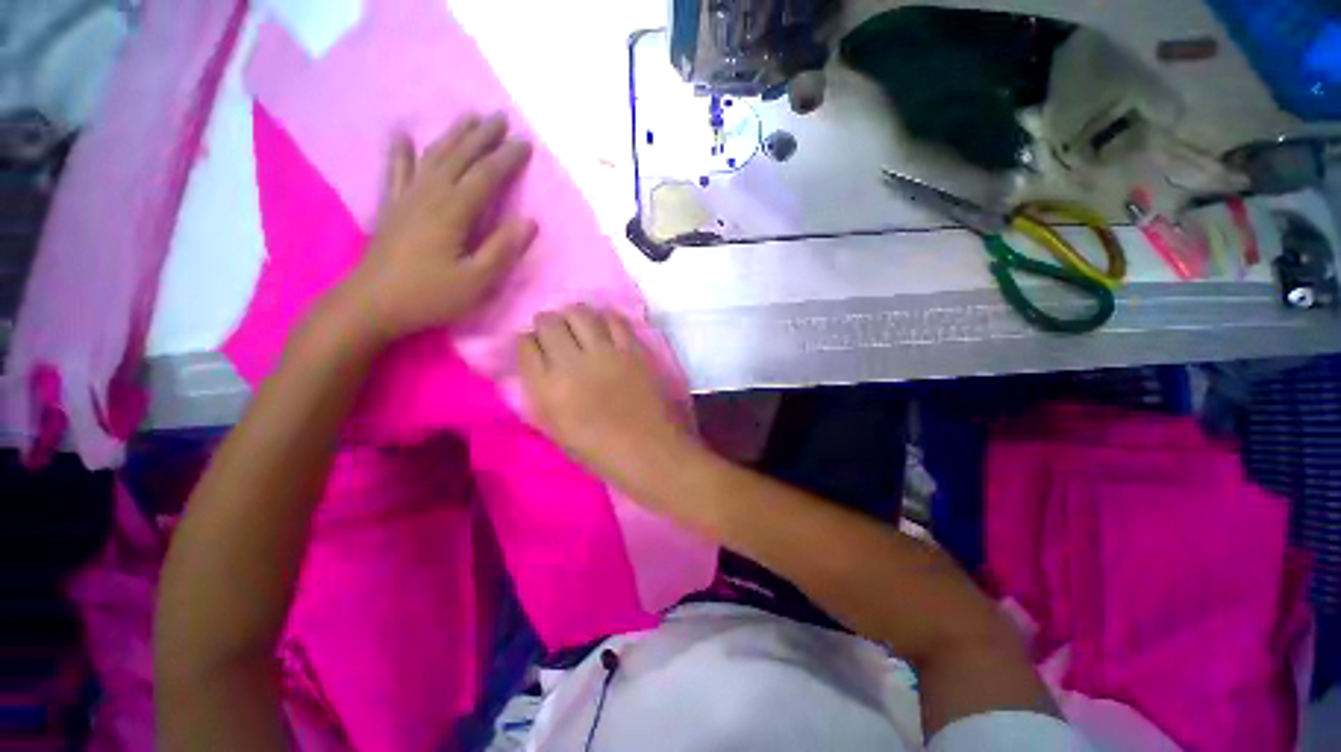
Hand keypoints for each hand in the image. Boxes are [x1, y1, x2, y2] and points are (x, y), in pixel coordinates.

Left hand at [336, 112, 536, 344]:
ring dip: (453, 135)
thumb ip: (503, 249)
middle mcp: (429, 194)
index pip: (486, 176)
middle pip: (459, 157)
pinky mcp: (392, 206)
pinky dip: (401, 150)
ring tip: (469, 118)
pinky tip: (403, 134)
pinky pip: (397, 170)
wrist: (372, 304)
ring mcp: (407, 197)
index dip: (507, 158)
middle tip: (501, 118)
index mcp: (453, 212)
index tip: (525, 144)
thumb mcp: (477, 281)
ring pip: (433, 156)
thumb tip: (530, 221)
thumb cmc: (430, 295)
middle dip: (482, 136)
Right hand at [518, 305, 699, 490]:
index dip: (529, 343)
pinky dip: (605, 319)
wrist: (649, 452)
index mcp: (547, 389)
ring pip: (579, 312)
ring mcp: (605, 353)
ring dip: (573, 316)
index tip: (537, 348)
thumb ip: (541, 394)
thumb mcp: (556, 431)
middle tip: (557, 335)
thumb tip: (539, 364)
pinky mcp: (633, 349)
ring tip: (579, 327)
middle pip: (549, 322)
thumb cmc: (600, 452)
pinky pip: (614, 319)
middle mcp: (571, 364)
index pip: (525, 345)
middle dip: (547, 324)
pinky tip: (605, 329)